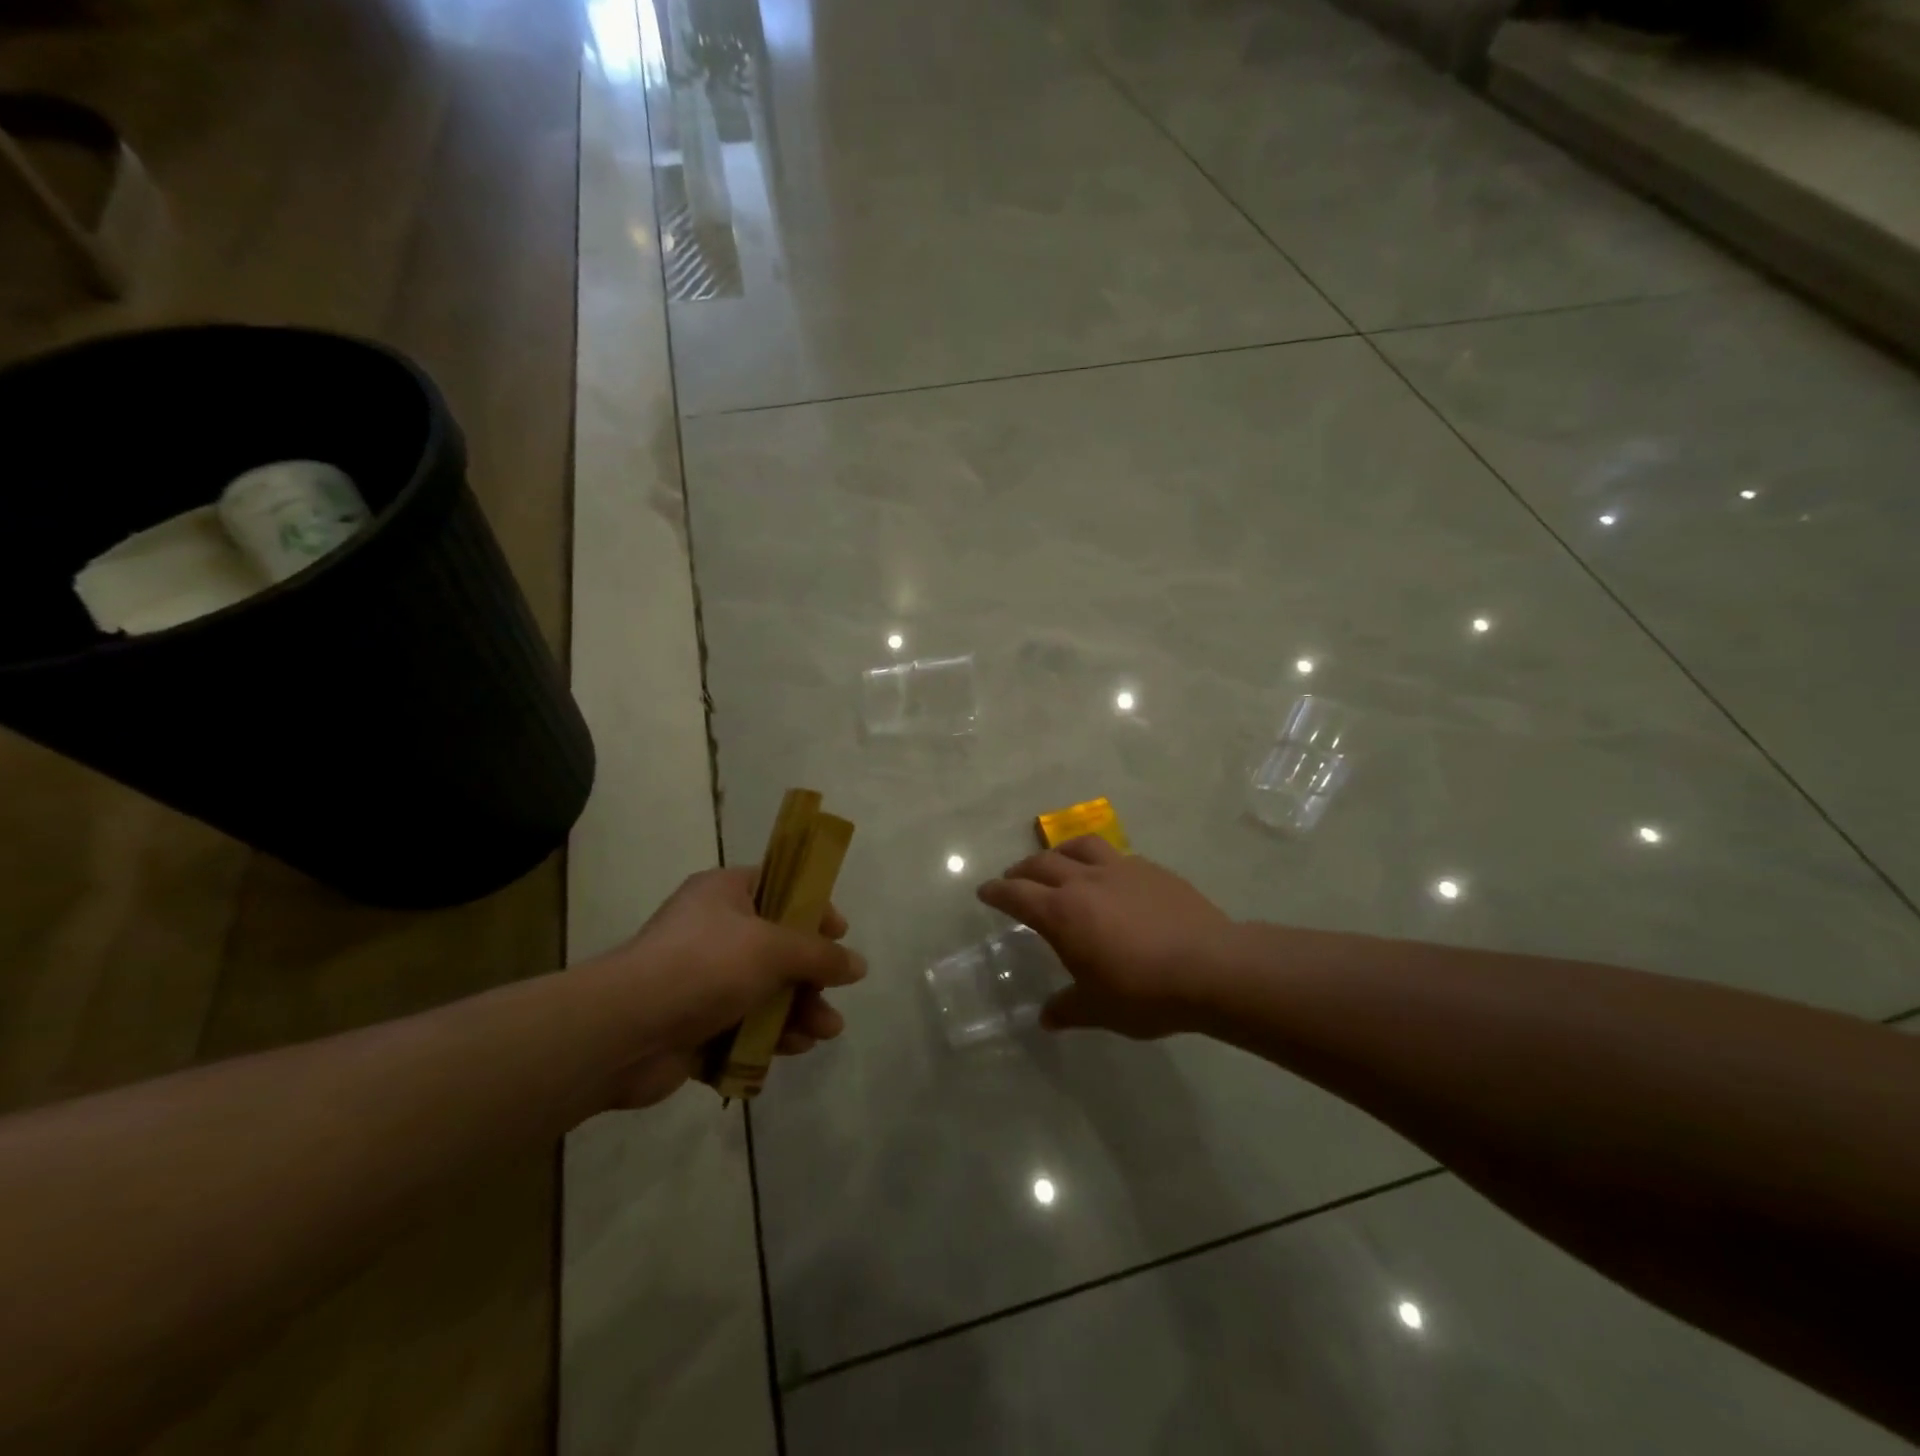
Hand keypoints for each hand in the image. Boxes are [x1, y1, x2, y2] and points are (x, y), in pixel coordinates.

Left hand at [577, 866, 864, 1107]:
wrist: (625, 1031)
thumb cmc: (704, 966)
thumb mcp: (774, 949)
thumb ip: (820, 955)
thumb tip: (858, 965)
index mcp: (724, 893)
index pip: (779, 886)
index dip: (812, 907)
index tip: (839, 933)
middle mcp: (712, 931)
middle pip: (776, 947)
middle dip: (810, 975)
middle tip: (834, 994)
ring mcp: (701, 980)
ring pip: (763, 991)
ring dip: (797, 1011)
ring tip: (824, 1033)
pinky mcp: (693, 1025)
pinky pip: (742, 1026)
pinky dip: (767, 1037)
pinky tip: (792, 1050)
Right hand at [977, 836, 1232, 1038]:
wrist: (1210, 966)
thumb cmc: (1144, 992)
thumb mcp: (1099, 1009)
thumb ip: (1068, 1009)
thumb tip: (1046, 1018)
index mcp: (1062, 913)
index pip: (1017, 894)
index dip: (997, 892)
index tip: (985, 891)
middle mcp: (1084, 882)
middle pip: (1042, 863)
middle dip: (1022, 870)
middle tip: (1014, 878)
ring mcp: (1120, 870)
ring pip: (1079, 846)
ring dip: (1059, 852)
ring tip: (1056, 861)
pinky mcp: (1151, 869)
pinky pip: (1114, 855)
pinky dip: (1098, 860)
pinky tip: (1109, 876)